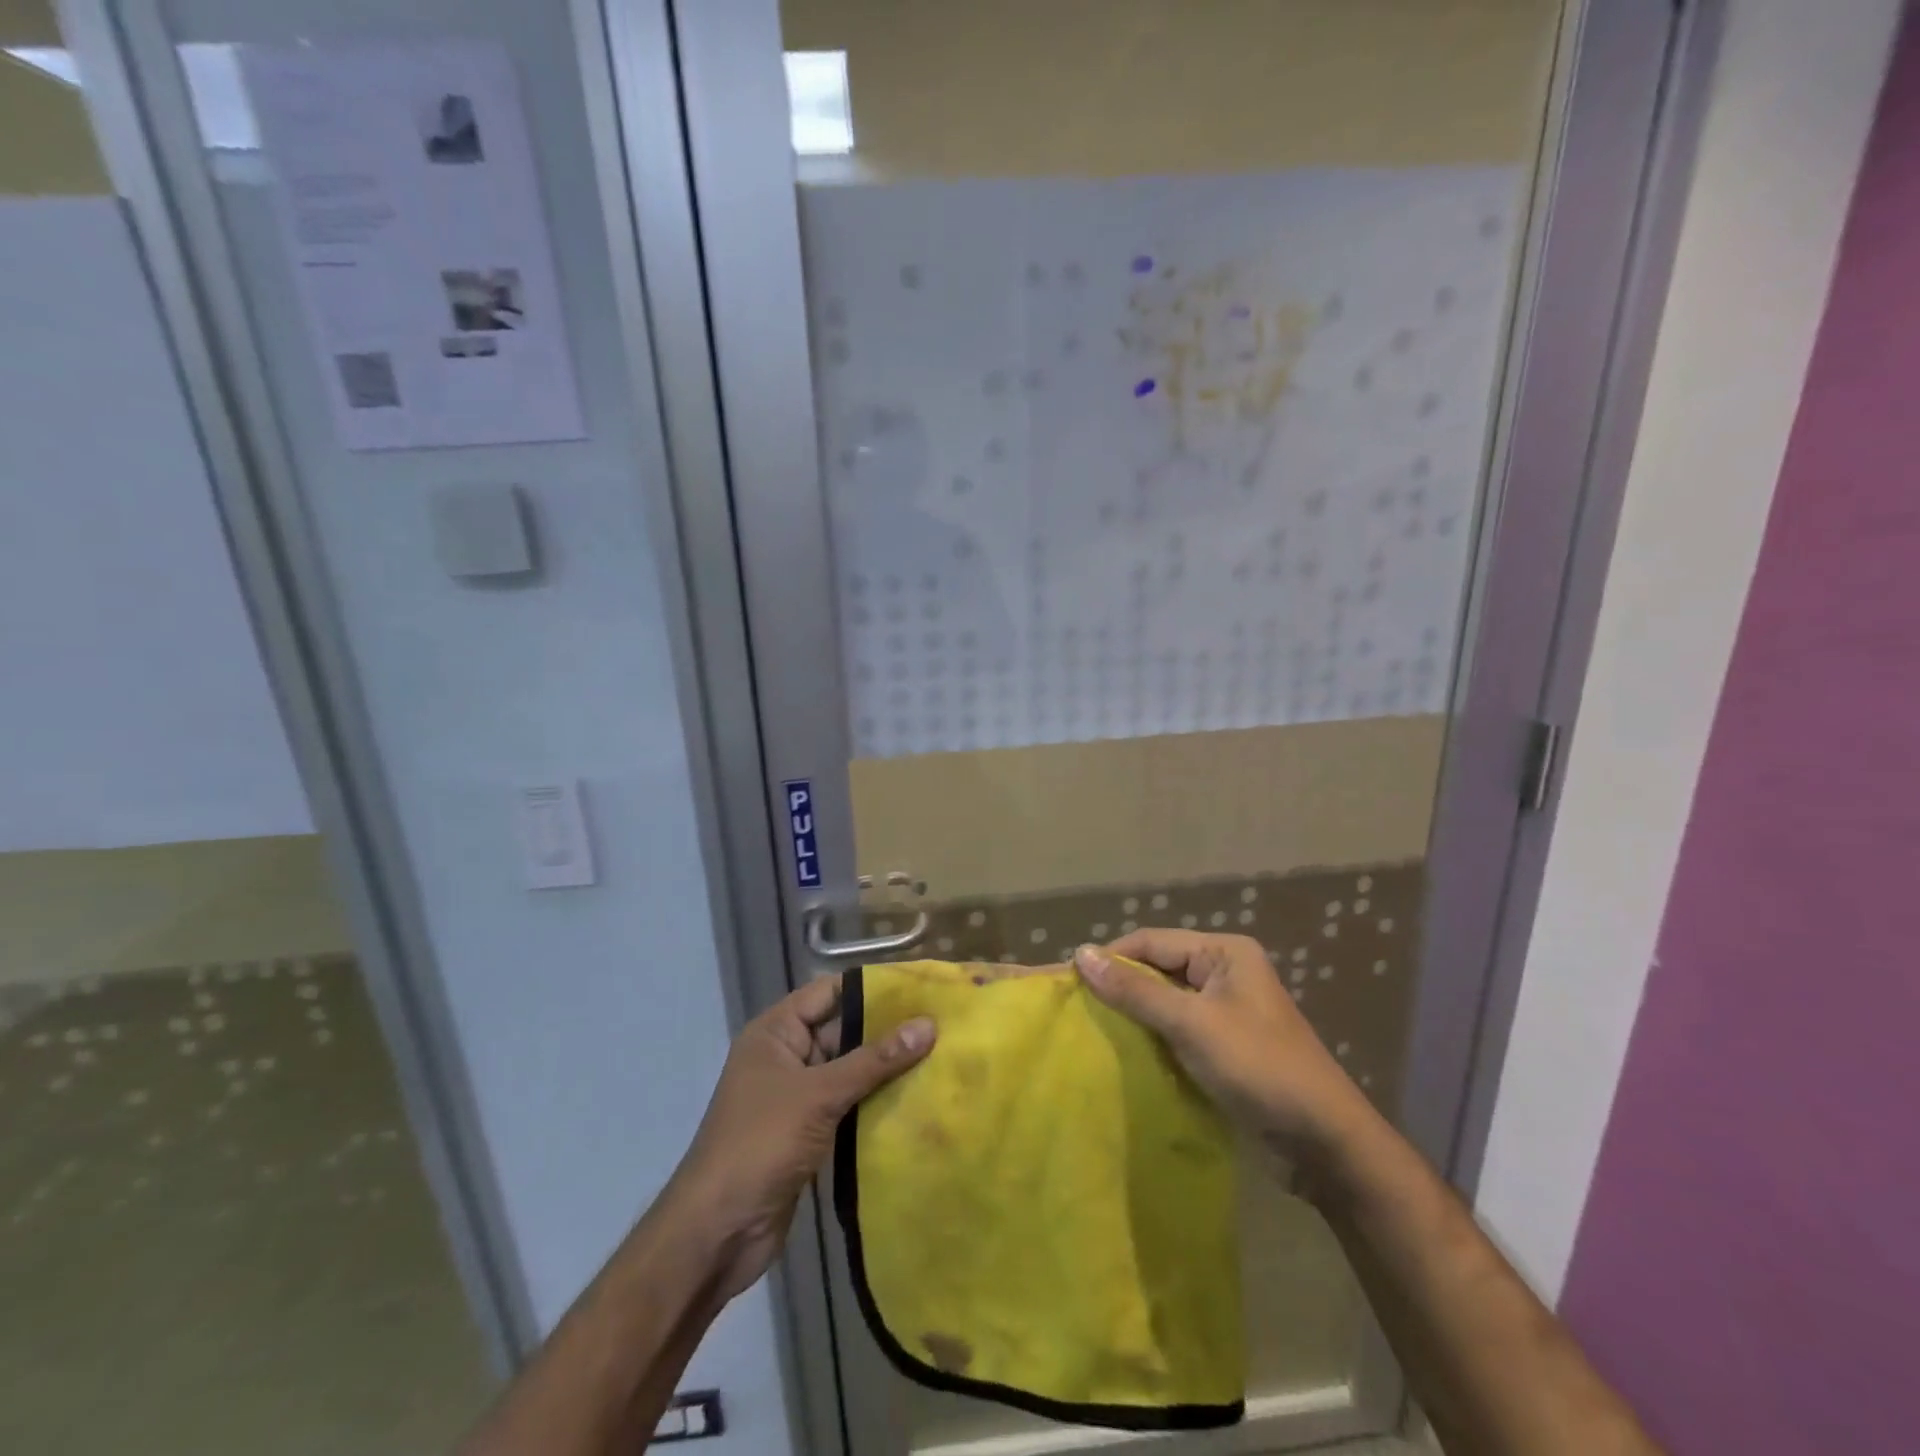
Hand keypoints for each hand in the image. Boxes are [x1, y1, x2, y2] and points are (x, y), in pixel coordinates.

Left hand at [667, 974, 934, 1300]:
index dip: (872, 987)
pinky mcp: (808, 1133)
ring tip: (941, 1057)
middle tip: (942, 1023)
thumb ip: (874, 1060)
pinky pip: (849, 1106)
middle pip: (843, 1031)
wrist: (716, 1232)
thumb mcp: (819, 1095)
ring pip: (850, 1071)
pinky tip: (918, 1100)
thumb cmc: (760, 1144)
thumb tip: (929, 1025)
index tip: (920, 985)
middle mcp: (786, 1056)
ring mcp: (797, 1097)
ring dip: (887, 1069)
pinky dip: (877, 1103)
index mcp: (776, 1032)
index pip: (830, 992)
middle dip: (888, 1030)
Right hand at [1074, 930, 1372, 1166]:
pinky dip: (1151, 1040)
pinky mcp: (1225, 1047)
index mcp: (1224, 952)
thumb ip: (1135, 990)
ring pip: (1164, 1003)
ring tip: (1091, 1031)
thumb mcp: (1192, 1024)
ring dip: (1133, 1016)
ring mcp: (1226, 1011)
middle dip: (1120, 987)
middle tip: (1076, 1009)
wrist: (1325, 1145)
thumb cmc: (1260, 1068)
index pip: (1151, 941)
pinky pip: (1177, 1031)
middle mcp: (1224, 973)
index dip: (1110, 957)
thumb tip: (1082, 954)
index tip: (1067, 980)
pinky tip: (1123, 1055)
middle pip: (1157, 969)